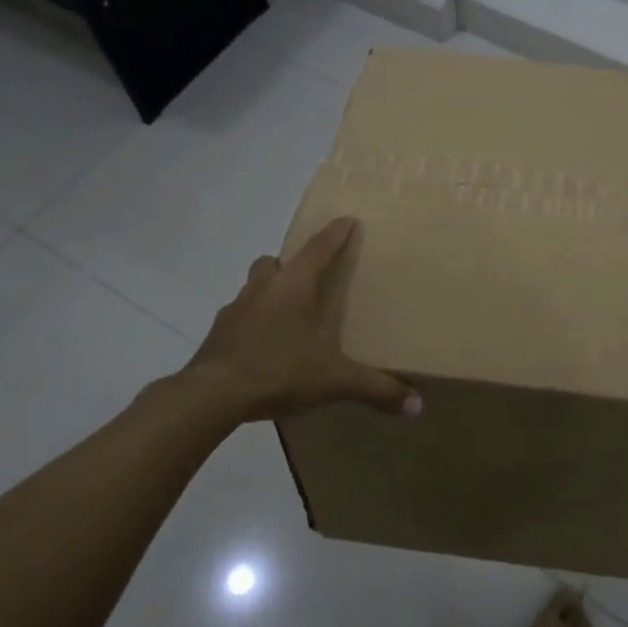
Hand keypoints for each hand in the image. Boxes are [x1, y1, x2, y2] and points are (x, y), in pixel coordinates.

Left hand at [151, 217, 420, 424]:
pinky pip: (238, 319)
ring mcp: (234, 311)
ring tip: (285, 317)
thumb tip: (418, 406)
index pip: (319, 249)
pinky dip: (251, 325)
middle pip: (274, 262)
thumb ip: (375, 389)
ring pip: (253, 288)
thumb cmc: (278, 371)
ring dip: (268, 293)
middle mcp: (263, 289)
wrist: (210, 396)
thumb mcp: (333, 381)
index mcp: (293, 287)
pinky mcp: (217, 336)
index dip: (335, 234)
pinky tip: (262, 349)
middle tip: (307, 279)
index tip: (347, 220)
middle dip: (290, 264)